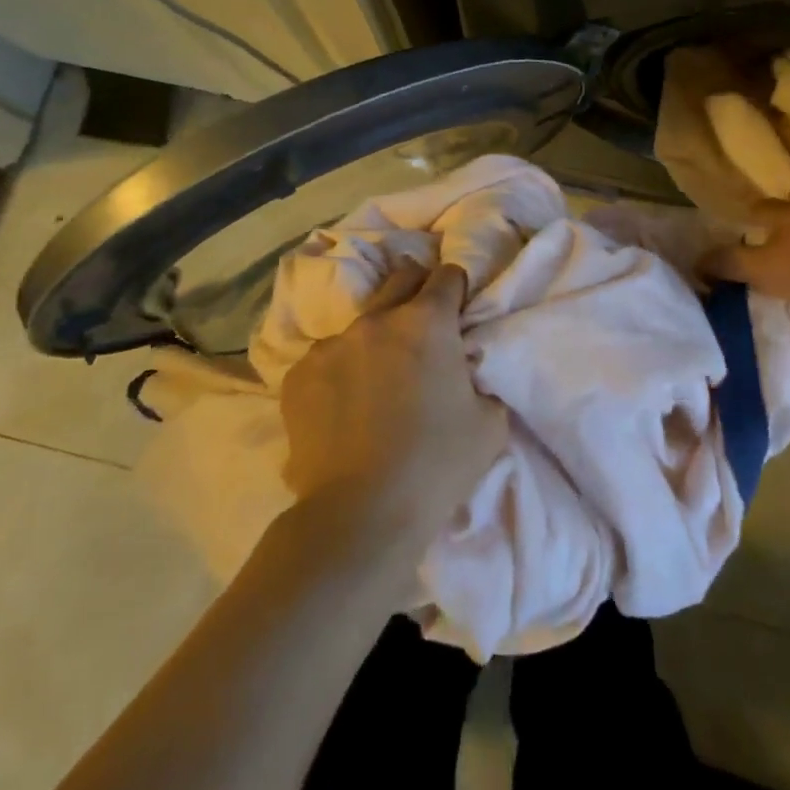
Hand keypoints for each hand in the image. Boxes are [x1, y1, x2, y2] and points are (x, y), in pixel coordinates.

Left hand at [279, 261, 506, 556]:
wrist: (360, 514)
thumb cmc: (436, 465)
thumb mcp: (490, 422)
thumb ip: (479, 379)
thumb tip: (465, 370)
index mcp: (427, 321)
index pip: (447, 276)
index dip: (456, 290)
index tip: (457, 312)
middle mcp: (377, 319)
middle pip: (401, 278)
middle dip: (416, 292)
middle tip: (423, 329)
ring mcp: (332, 344)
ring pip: (361, 323)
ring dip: (376, 338)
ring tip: (377, 382)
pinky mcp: (299, 374)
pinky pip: (326, 358)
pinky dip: (340, 372)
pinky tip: (343, 409)